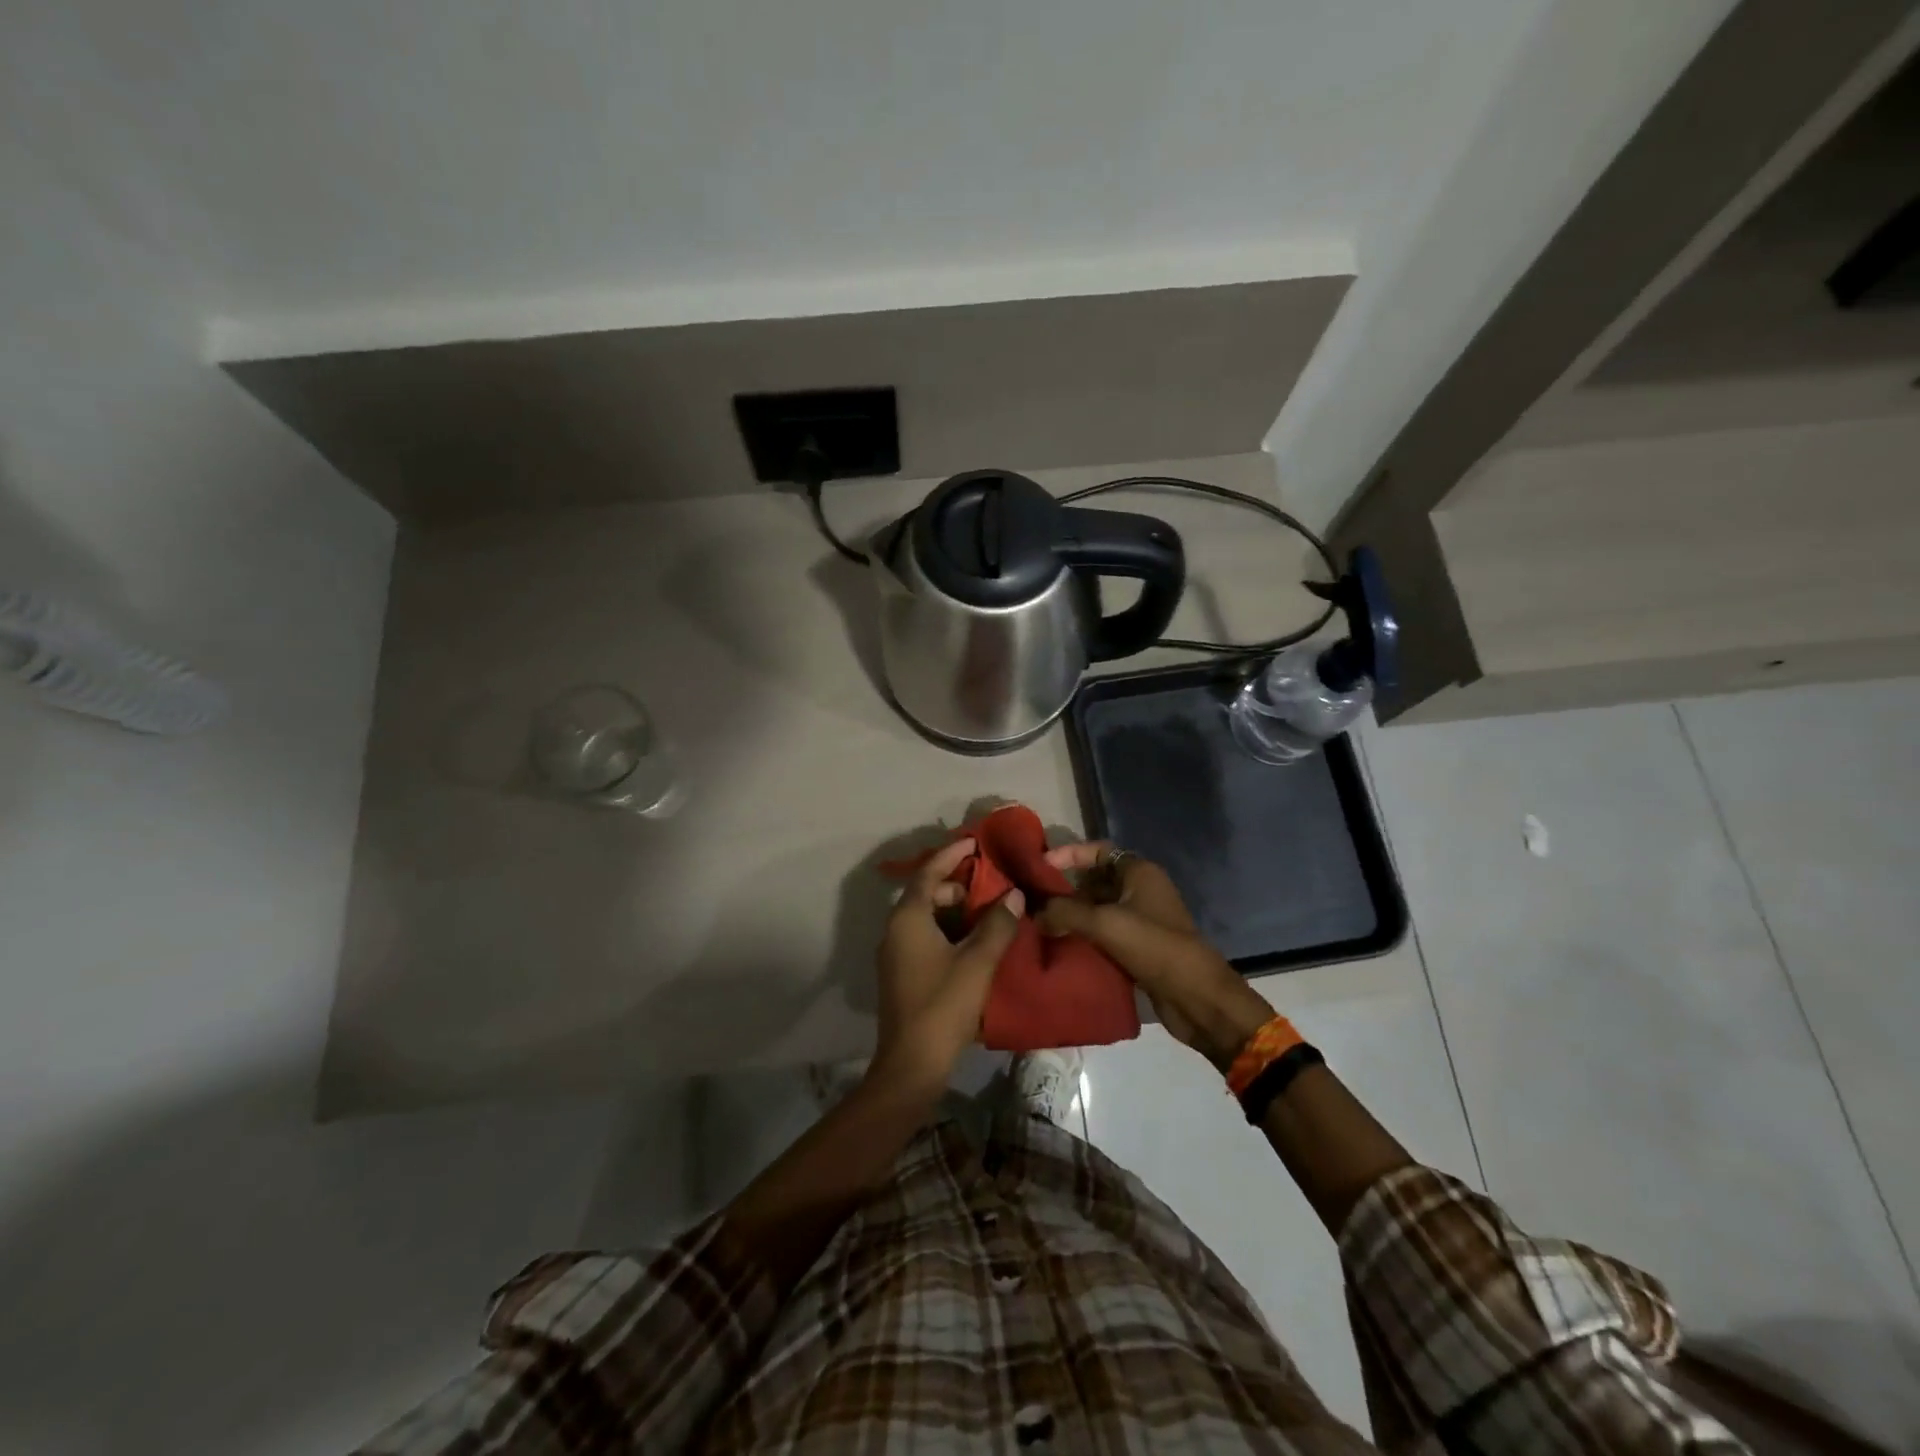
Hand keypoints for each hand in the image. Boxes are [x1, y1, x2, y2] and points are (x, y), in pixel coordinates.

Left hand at [871, 838, 1022, 1094]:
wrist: (912, 1063)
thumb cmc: (943, 1004)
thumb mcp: (977, 962)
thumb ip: (997, 925)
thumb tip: (1014, 894)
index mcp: (908, 918)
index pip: (929, 873)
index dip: (952, 855)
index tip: (974, 842)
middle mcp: (896, 929)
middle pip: (927, 894)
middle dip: (959, 885)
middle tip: (992, 885)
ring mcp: (896, 953)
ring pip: (927, 918)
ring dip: (956, 910)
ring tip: (991, 913)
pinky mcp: (902, 973)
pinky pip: (925, 937)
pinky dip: (949, 931)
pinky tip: (975, 943)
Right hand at [1038, 842, 1273, 1070]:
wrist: (1198, 998)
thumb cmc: (1154, 947)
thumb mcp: (1105, 924)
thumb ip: (1065, 912)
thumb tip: (1034, 912)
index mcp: (1140, 872)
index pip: (1098, 850)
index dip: (1069, 854)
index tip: (1040, 867)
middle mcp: (1141, 890)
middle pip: (1096, 879)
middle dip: (1066, 888)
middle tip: (1034, 899)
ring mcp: (1142, 920)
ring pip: (1099, 908)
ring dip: (1073, 915)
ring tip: (1041, 923)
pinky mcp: (1139, 947)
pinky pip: (1105, 933)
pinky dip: (1084, 936)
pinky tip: (1061, 945)